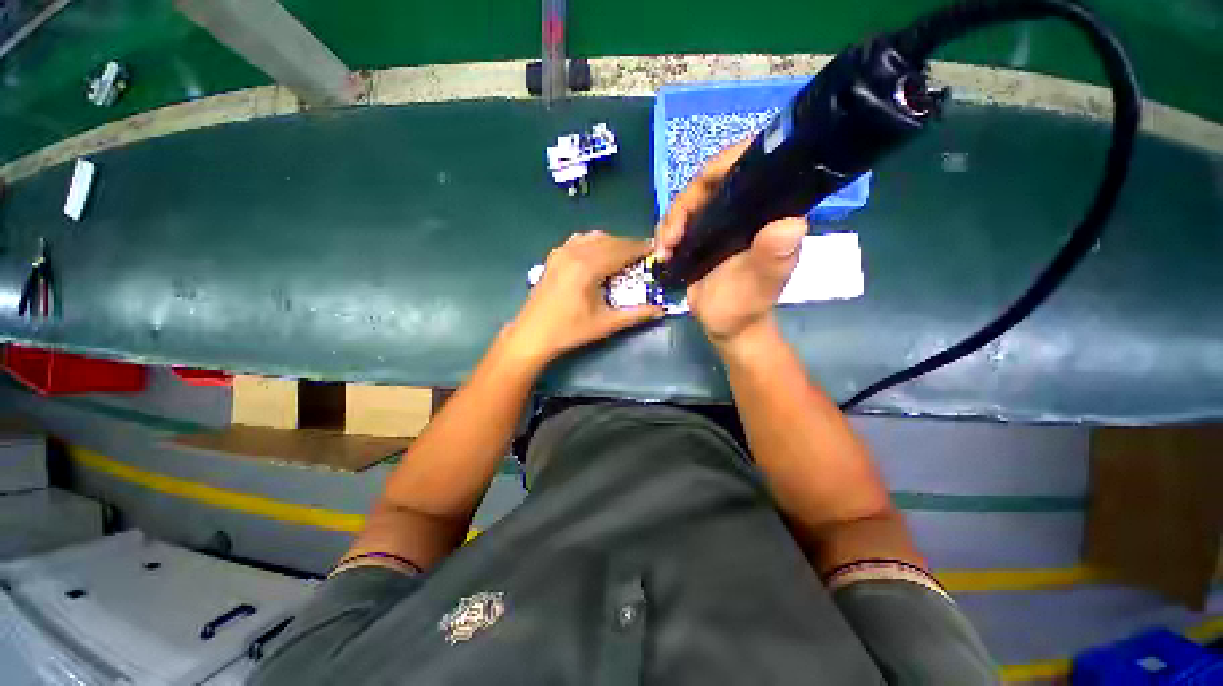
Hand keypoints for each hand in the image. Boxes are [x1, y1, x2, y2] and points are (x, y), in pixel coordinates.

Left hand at [504, 231, 663, 366]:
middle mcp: (575, 253)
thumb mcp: (606, 324)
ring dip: (612, 243)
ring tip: (623, 256)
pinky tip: (598, 255)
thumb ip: (636, 314)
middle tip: (643, 256)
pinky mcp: (553, 256)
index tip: (655, 250)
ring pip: (594, 237)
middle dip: (628, 246)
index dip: (640, 249)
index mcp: (589, 267)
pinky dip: (594, 243)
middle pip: (609, 241)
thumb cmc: (570, 330)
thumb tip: (660, 310)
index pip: (621, 251)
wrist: (533, 334)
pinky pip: (579, 240)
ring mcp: (561, 252)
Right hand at [654, 141, 807, 348]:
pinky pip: (680, 220)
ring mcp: (721, 220)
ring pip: (690, 201)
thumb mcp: (760, 285)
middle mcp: (745, 209)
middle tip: (672, 237)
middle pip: (710, 182)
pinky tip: (662, 251)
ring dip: (671, 221)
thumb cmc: (746, 306)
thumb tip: (792, 224)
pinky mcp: (702, 234)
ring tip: (664, 249)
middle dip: (684, 205)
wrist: (725, 325)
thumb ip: (773, 258)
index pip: (749, 165)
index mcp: (767, 211)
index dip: (722, 165)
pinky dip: (666, 232)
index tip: (698, 188)